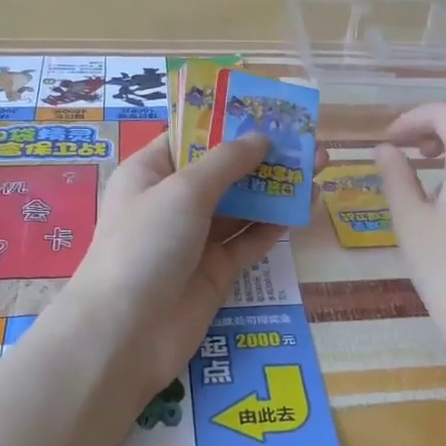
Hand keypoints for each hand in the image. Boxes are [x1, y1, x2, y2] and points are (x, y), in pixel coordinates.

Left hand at [62, 132, 316, 393]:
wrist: (125, 334)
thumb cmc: (144, 244)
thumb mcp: (183, 190)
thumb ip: (227, 162)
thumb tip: (262, 137)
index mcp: (150, 172)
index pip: (191, 137)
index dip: (228, 123)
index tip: (269, 111)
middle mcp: (171, 202)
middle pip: (223, 171)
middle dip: (264, 156)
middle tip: (309, 141)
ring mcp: (195, 239)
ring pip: (242, 206)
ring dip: (276, 188)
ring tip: (320, 167)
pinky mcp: (215, 272)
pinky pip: (249, 241)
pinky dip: (275, 224)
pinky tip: (306, 207)